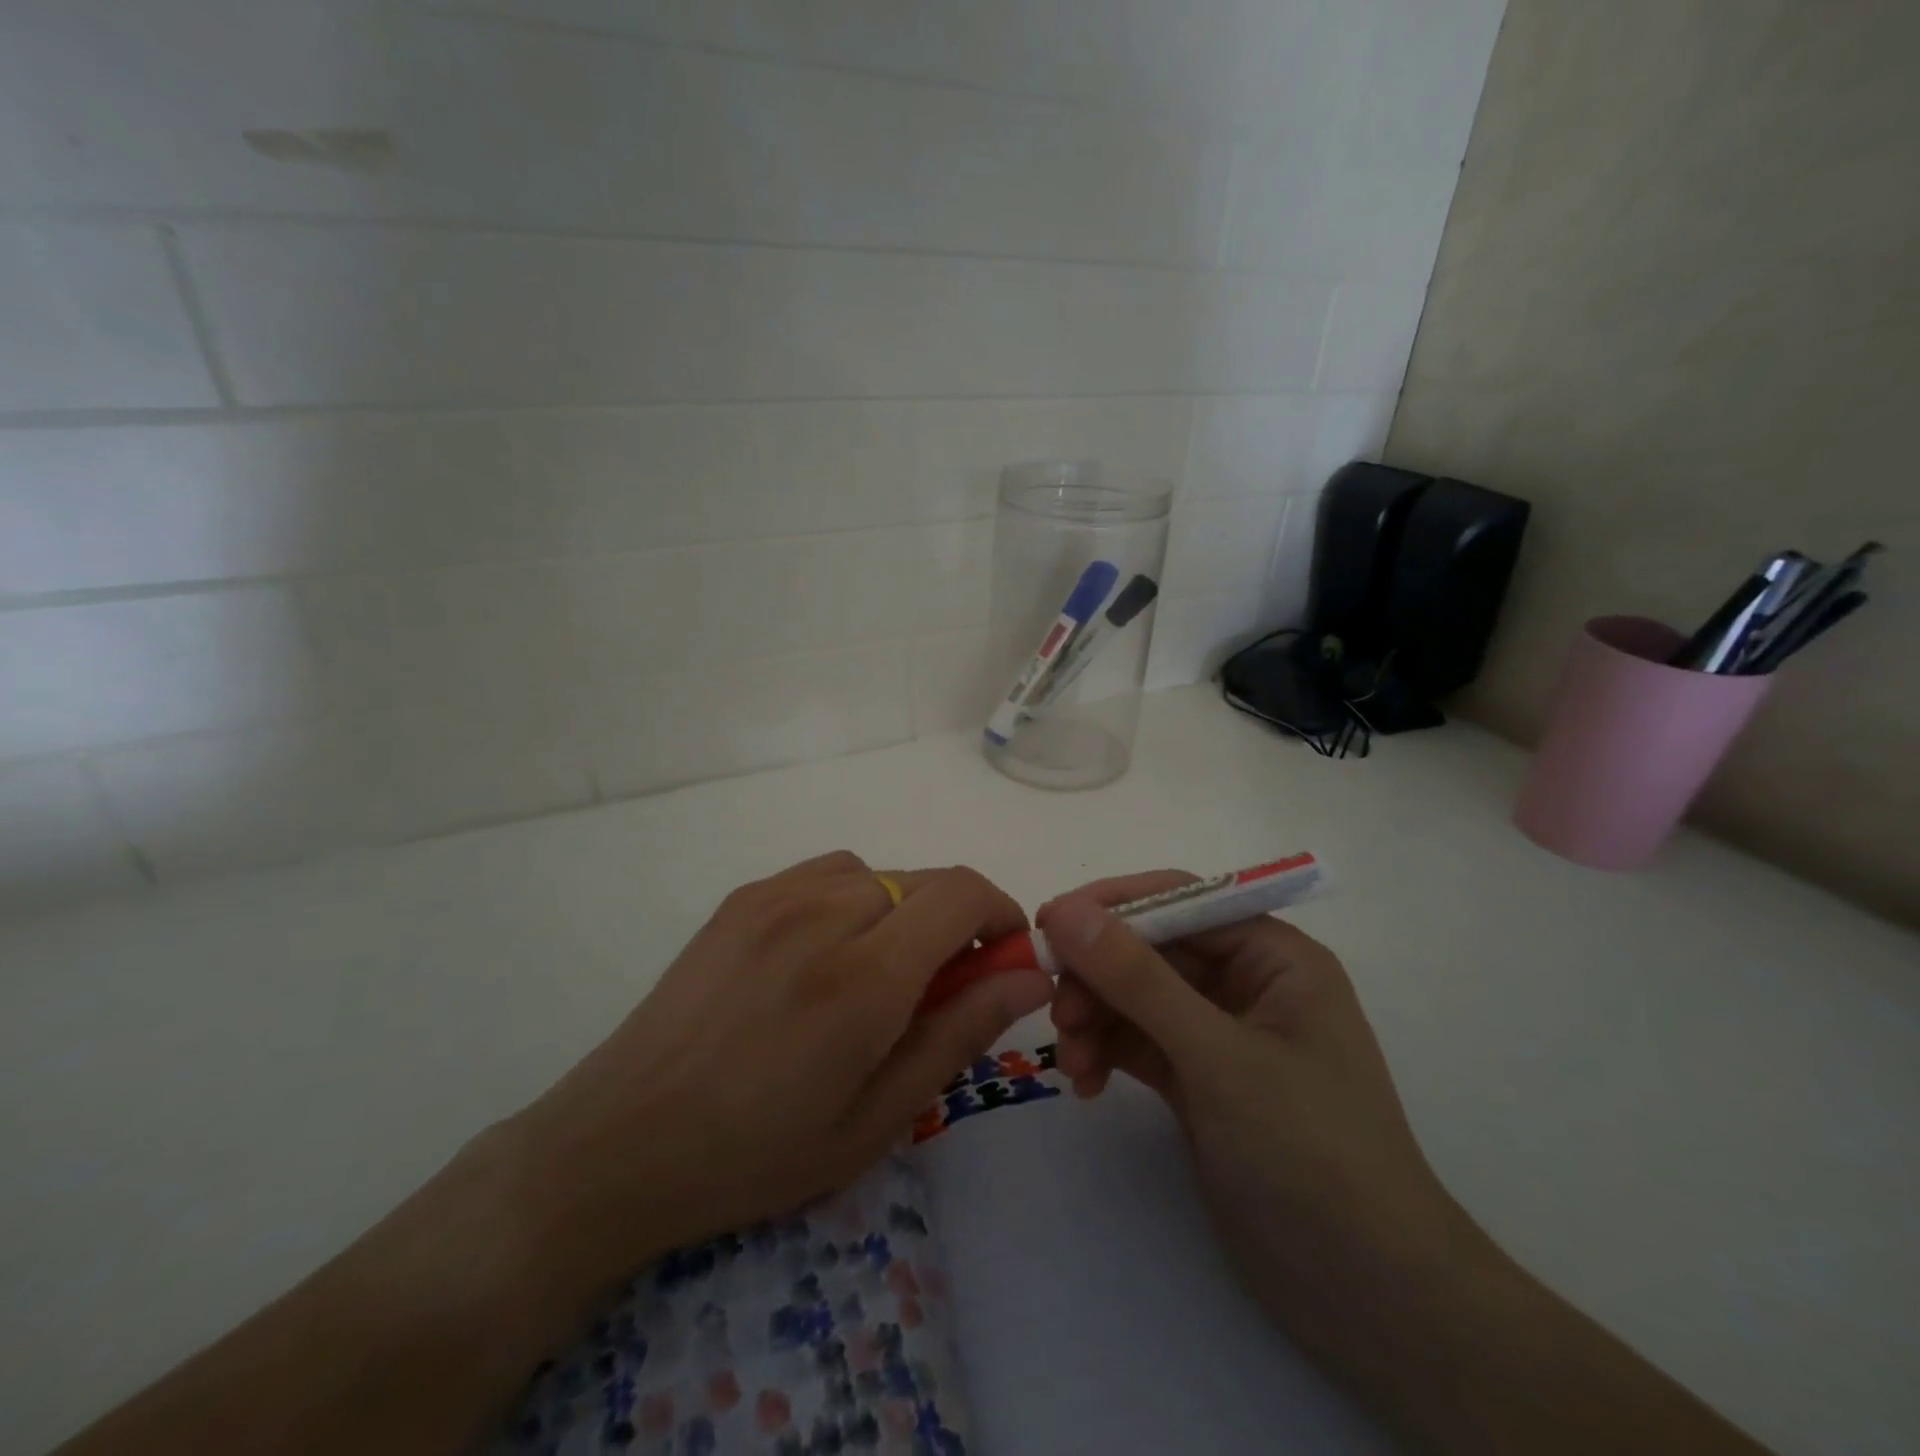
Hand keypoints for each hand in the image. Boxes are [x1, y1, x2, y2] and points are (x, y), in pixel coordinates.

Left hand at [509, 851, 1053, 1274]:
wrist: (623, 1141)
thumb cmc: (758, 1153)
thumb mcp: (878, 1118)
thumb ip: (959, 1033)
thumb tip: (1028, 974)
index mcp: (864, 978)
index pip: (963, 893)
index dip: (1001, 914)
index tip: (1002, 959)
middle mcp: (823, 914)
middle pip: (927, 880)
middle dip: (956, 922)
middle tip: (936, 989)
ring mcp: (776, 897)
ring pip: (881, 873)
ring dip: (904, 910)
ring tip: (876, 973)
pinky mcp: (743, 897)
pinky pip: (829, 873)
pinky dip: (856, 897)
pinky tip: (826, 952)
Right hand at [1039, 874, 1488, 1368]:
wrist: (1368, 1299)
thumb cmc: (1309, 1153)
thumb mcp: (1218, 1057)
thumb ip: (1138, 979)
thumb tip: (1066, 911)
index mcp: (1273, 957)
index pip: (1181, 901)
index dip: (1113, 906)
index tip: (1049, 924)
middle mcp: (1247, 985)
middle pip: (1150, 950)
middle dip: (1099, 976)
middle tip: (1056, 1011)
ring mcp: (1221, 1036)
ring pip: (1136, 998)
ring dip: (1096, 1018)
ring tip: (1072, 1062)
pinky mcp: (1200, 1082)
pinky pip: (1138, 1042)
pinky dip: (1107, 1052)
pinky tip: (1087, 1083)